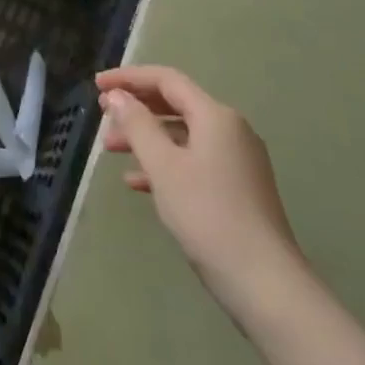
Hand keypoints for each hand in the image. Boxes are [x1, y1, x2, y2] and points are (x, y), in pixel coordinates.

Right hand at [97, 65, 309, 325]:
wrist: (266, 285)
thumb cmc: (209, 216)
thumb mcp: (164, 167)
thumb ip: (138, 126)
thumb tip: (117, 96)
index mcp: (216, 116)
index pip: (166, 80)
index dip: (129, 78)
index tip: (98, 86)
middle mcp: (230, 130)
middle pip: (176, 105)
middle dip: (137, 108)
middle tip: (102, 115)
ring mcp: (237, 161)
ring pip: (183, 135)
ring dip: (146, 138)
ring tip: (111, 149)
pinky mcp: (238, 189)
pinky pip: (194, 161)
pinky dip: (165, 164)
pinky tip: (137, 182)